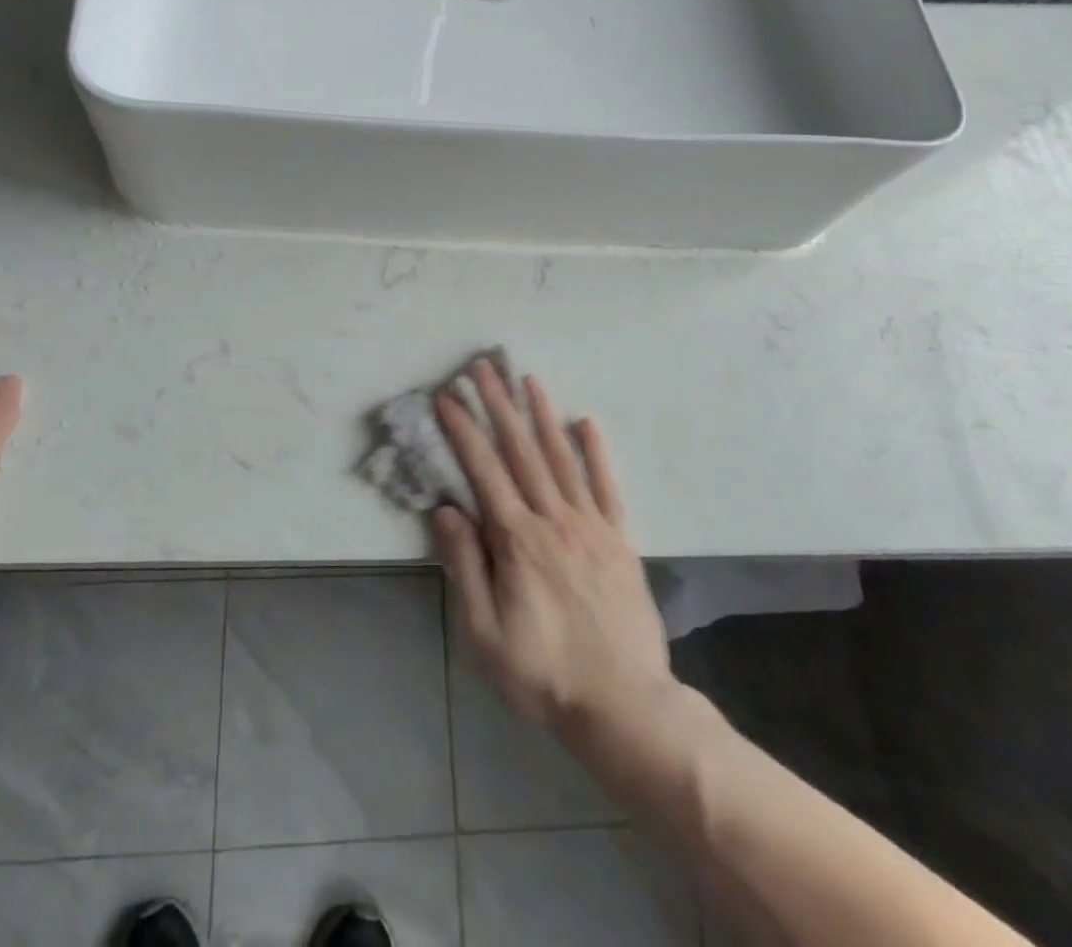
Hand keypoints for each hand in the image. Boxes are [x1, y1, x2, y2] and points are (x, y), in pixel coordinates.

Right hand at [433, 361, 677, 744]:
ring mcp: (591, 525)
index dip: (463, 431)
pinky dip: (596, 451)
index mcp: (517, 541)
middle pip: (521, 451)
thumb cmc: (543, 673)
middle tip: (483, 367)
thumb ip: (465, 566)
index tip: (447, 397)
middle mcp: (554, 520)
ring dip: (541, 415)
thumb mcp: (485, 633)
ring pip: (561, 458)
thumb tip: (447, 509)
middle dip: (498, 405)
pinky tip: (585, 422)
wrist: (624, 705)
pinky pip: (607, 486)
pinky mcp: (620, 539)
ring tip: (527, 379)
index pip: (484, 471)